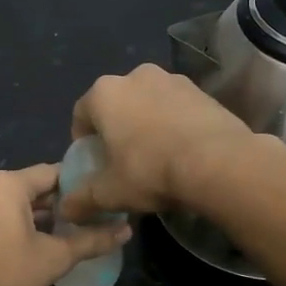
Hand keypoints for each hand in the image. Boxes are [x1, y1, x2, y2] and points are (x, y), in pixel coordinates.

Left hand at [0, 164, 131, 285]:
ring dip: (29, 216)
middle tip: (80, 220)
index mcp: (6, 184)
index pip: (51, 173)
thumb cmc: (8, 273)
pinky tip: (20, 247)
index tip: (94, 198)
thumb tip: (127, 231)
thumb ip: (92, 241)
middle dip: (53, 203)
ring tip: (54, 234)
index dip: (75, 184)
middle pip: (27, 188)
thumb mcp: (56, 257)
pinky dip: (6, 225)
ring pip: (6, 204)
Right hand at [61, 64, 254, 220]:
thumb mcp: (110, 192)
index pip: (81, 114)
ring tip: (157, 156)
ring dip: (147, 124)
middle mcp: (135, 76)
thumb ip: (82, 199)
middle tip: (124, 160)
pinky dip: (174, 123)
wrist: (219, 163)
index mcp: (104, 93)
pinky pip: (177, 107)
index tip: (93, 163)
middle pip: (116, 105)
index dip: (83, 141)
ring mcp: (172, 79)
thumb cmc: (151, 171)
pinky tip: (183, 151)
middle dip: (117, 129)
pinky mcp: (202, 90)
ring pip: (148, 103)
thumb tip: (66, 209)